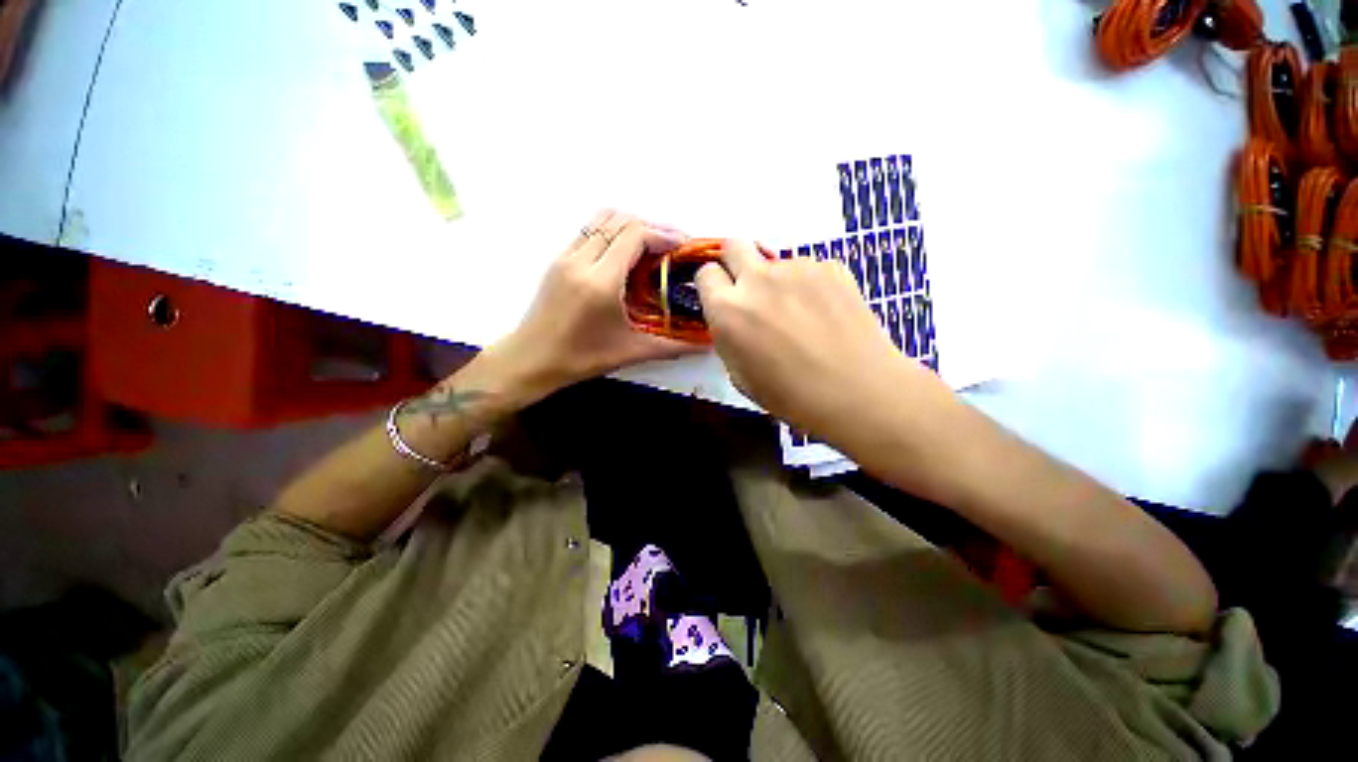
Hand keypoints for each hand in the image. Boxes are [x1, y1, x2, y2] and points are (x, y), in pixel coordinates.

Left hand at [490, 211, 701, 403]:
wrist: (532, 360)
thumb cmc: (581, 358)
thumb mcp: (631, 352)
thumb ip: (672, 347)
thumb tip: (706, 345)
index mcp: (600, 281)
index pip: (635, 235)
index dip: (664, 234)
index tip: (683, 246)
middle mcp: (581, 260)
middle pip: (621, 220)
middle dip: (652, 226)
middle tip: (672, 246)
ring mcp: (566, 256)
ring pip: (602, 220)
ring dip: (631, 225)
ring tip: (651, 246)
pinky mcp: (558, 259)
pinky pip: (589, 230)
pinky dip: (613, 232)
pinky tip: (625, 255)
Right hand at [695, 240, 929, 434]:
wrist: (858, 391)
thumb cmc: (791, 396)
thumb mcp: (740, 375)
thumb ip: (728, 336)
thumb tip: (733, 318)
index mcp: (728, 310)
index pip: (705, 273)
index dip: (712, 286)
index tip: (722, 299)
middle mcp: (757, 279)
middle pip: (734, 245)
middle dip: (735, 263)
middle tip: (750, 291)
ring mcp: (796, 268)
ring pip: (775, 262)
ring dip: (776, 280)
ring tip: (799, 314)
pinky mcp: (830, 266)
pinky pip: (807, 269)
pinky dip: (807, 285)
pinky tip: (824, 313)